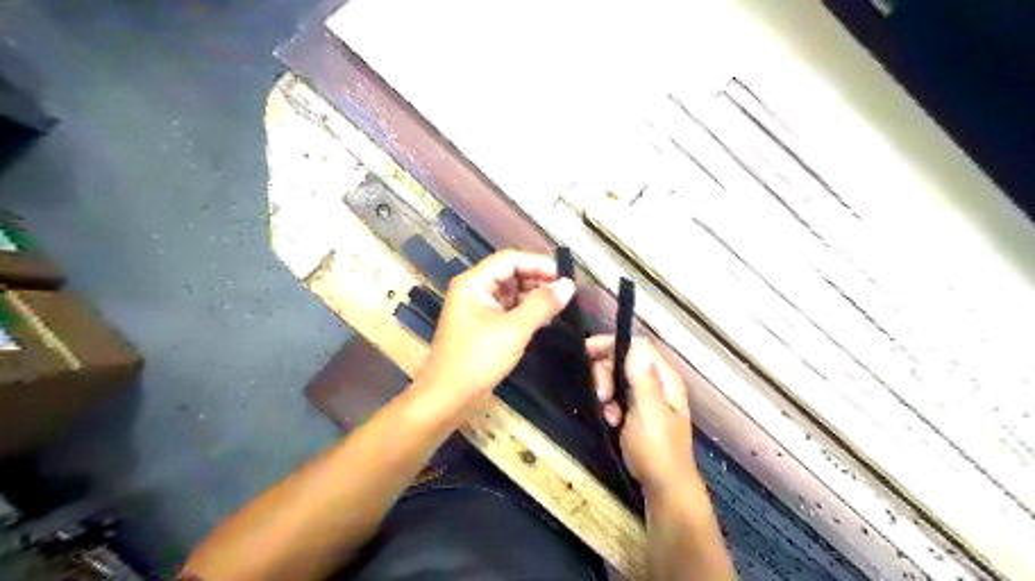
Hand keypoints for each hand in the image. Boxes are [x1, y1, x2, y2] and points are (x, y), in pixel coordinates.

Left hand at [418, 249, 577, 417]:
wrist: (447, 398)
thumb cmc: (477, 360)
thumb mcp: (513, 330)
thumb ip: (541, 305)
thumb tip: (568, 285)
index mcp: (474, 283)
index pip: (509, 260)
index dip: (537, 263)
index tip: (563, 276)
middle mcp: (474, 290)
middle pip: (510, 273)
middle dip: (538, 280)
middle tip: (566, 292)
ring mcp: (478, 308)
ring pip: (511, 292)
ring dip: (534, 296)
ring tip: (560, 305)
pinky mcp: (483, 326)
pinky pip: (508, 309)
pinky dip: (526, 311)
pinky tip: (546, 318)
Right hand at [586, 335, 697, 493]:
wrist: (664, 488)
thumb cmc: (657, 450)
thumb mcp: (648, 412)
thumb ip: (642, 377)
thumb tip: (638, 343)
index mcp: (664, 378)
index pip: (637, 346)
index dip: (611, 345)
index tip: (587, 352)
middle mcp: (657, 383)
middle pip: (624, 360)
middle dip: (607, 374)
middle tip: (602, 396)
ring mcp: (647, 398)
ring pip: (617, 379)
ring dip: (607, 392)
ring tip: (609, 414)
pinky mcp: (637, 412)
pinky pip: (617, 397)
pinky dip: (610, 406)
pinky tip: (612, 421)